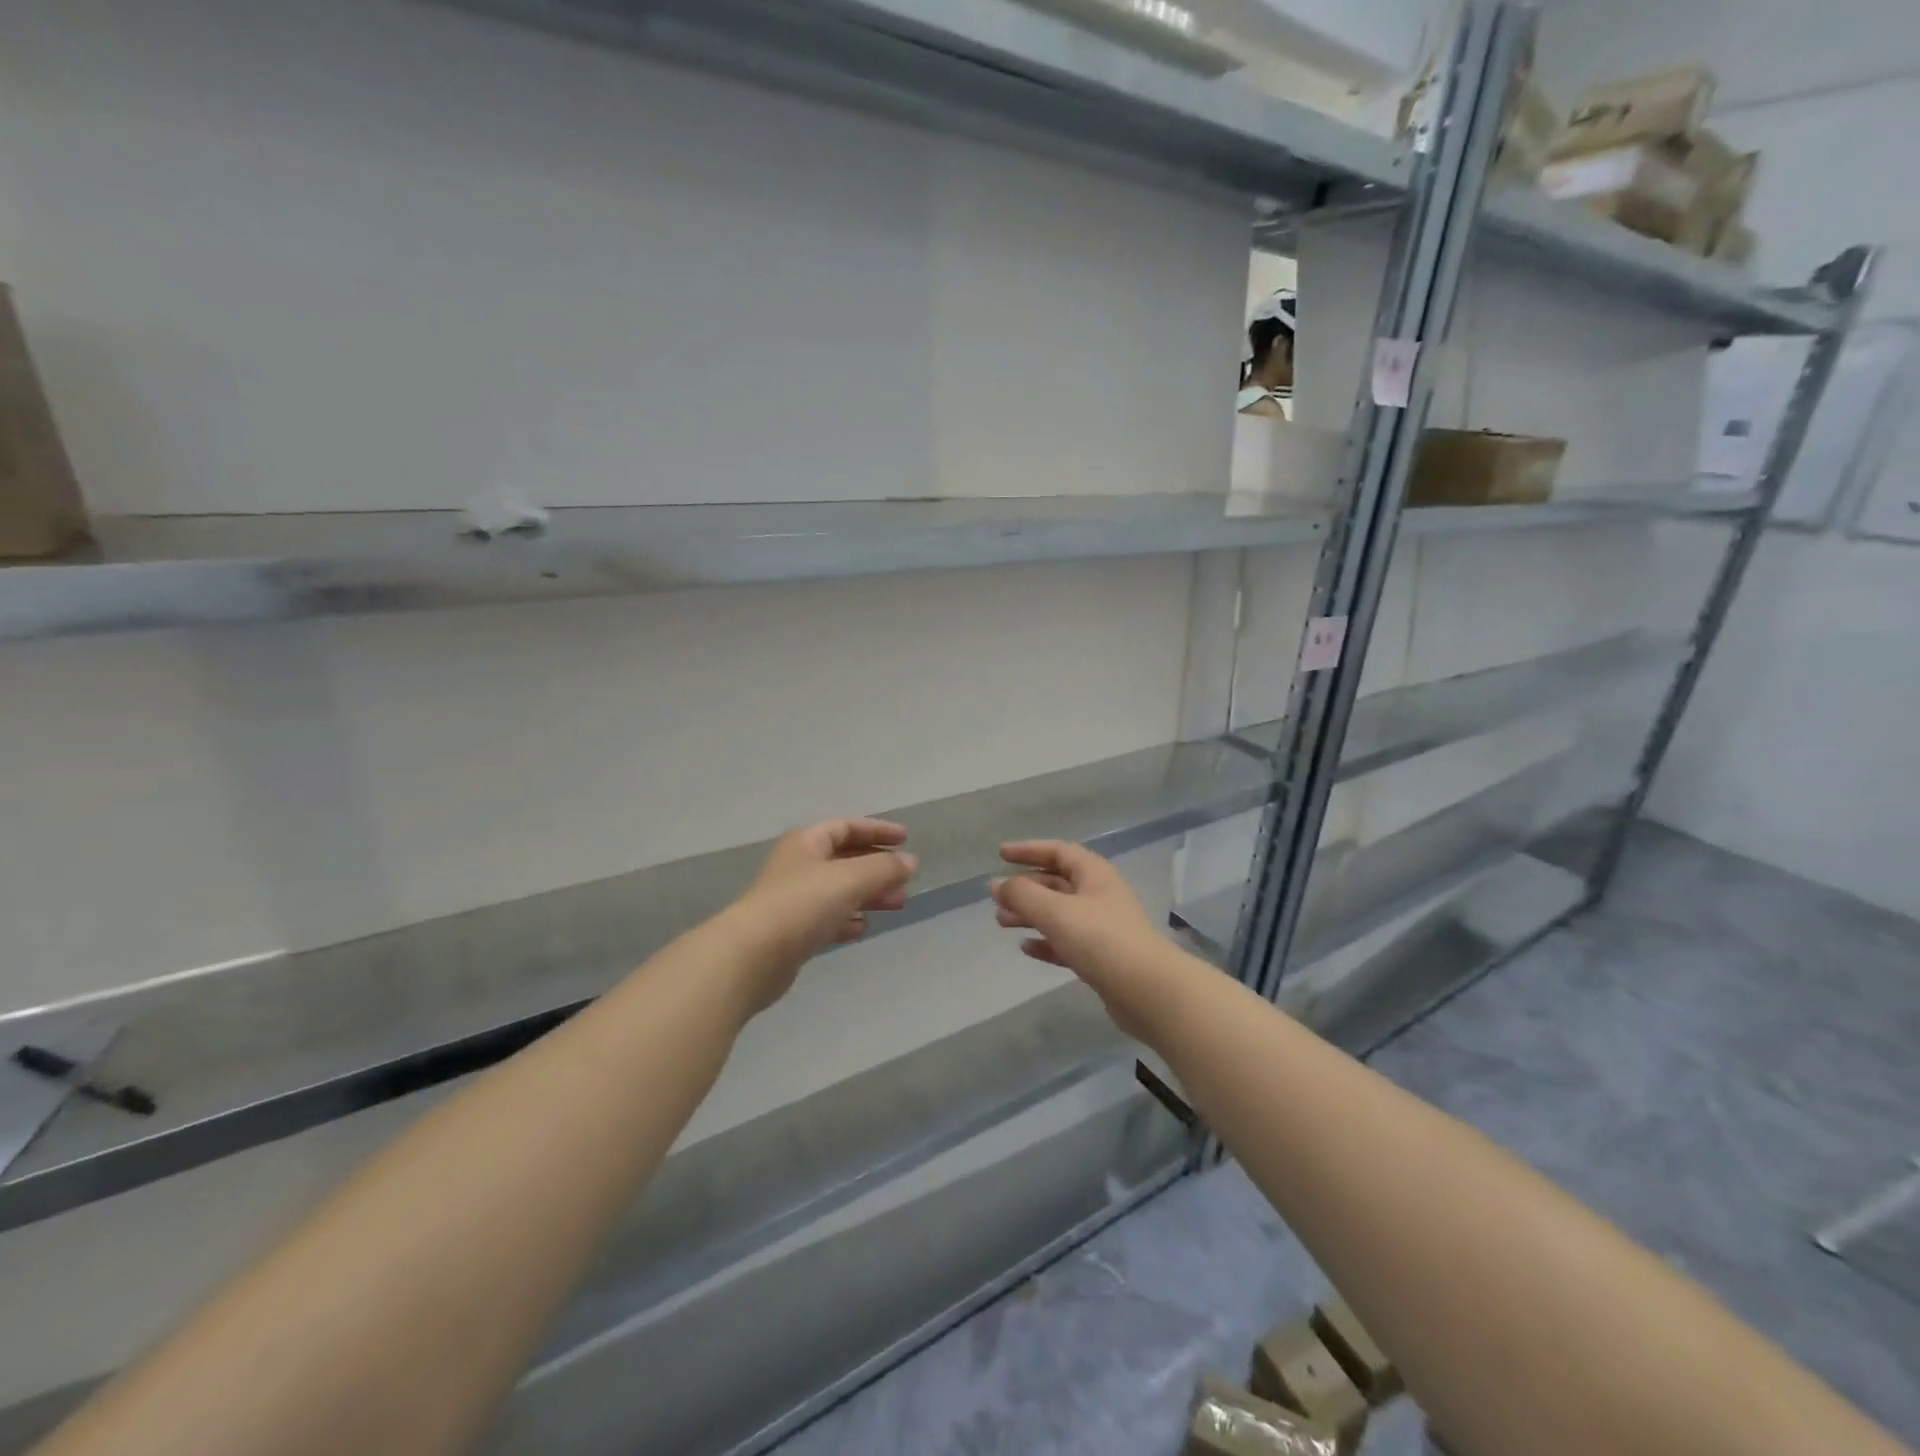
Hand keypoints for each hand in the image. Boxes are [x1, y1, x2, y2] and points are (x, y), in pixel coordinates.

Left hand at [727, 818, 917, 1012]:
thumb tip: (910, 862)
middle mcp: (799, 865)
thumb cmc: (802, 904)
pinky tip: (863, 928)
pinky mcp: (791, 932)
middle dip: (877, 867)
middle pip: (844, 859)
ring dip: (868, 894)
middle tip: (905, 880)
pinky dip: (847, 919)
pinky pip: (827, 918)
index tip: (905, 839)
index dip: (877, 830)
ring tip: (897, 904)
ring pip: (839, 890)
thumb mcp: (851, 878)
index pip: (847, 827)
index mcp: (807, 842)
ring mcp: (793, 899)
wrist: (752, 955)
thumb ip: (884, 868)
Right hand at [991, 841, 1189, 1038]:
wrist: (1147, 990)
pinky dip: (1046, 941)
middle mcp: (1099, 895)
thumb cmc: (1100, 939)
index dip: (1028, 850)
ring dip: (1030, 914)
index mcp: (1094, 874)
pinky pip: (1067, 942)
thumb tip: (998, 884)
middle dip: (1025, 887)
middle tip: (996, 897)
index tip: (1000, 854)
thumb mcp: (1055, 911)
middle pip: (1057, 882)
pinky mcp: (1102, 957)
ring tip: (1001, 922)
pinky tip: (1026, 948)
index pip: (1058, 851)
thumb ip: (1022, 895)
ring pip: (1059, 913)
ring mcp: (1102, 927)